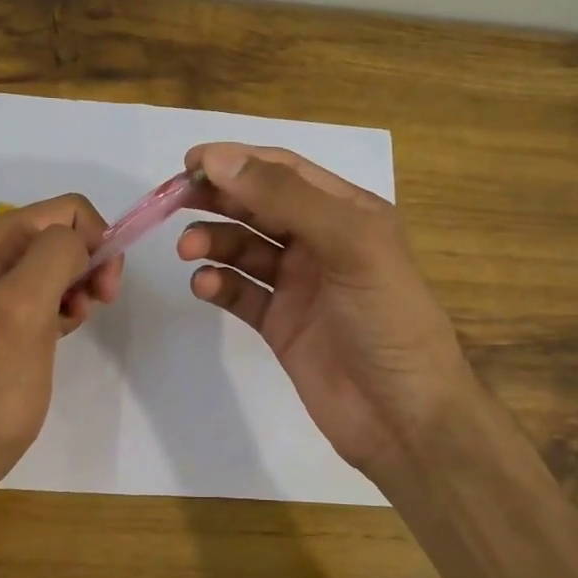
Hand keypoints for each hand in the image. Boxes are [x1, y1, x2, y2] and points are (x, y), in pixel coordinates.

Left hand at [0, 194, 122, 484]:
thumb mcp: (24, 306)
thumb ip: (56, 254)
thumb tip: (81, 245)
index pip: (66, 210)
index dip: (96, 242)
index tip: (103, 290)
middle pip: (63, 234)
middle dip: (89, 264)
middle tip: (97, 305)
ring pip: (59, 264)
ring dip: (79, 288)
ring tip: (72, 325)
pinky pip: (47, 292)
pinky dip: (64, 308)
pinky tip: (60, 334)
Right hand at [177, 143, 471, 481]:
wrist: (402, 417)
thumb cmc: (388, 320)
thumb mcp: (350, 244)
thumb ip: (286, 198)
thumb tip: (219, 160)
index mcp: (348, 212)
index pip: (284, 170)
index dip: (237, 161)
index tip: (190, 164)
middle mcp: (321, 242)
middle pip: (258, 205)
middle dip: (218, 199)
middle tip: (174, 200)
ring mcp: (299, 285)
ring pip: (244, 248)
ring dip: (214, 242)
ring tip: (188, 250)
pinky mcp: (280, 324)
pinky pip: (241, 293)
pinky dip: (219, 285)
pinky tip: (206, 286)